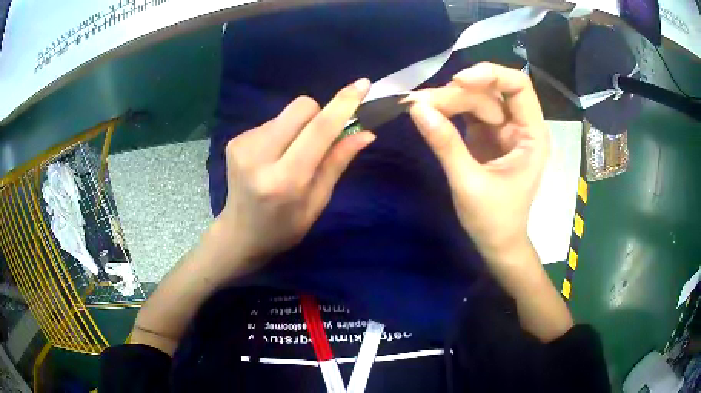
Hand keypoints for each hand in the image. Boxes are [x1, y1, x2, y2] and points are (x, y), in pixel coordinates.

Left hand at [217, 79, 374, 263]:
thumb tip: (365, 133)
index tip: (362, 85)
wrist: (240, 234)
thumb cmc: (285, 227)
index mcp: (285, 180)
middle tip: (319, 141)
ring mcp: (242, 145)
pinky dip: (282, 134)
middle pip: (301, 107)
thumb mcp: (317, 202)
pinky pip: (272, 122)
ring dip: (299, 128)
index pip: (319, 130)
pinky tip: (274, 157)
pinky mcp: (235, 139)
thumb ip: (337, 162)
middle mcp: (259, 156)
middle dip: (319, 116)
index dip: (343, 104)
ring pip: (287, 114)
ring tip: (291, 156)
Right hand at [408, 63, 549, 259]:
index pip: (518, 86)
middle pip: (489, 93)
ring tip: (417, 106)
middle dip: (456, 94)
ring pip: (475, 101)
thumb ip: (446, 144)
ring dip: (447, 101)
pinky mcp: (486, 137)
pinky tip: (428, 113)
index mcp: (532, 135)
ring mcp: (502, 130)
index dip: (490, 74)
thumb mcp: (469, 183)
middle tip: (419, 102)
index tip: (458, 81)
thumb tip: (416, 108)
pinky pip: (467, 114)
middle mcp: (520, 126)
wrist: (497, 244)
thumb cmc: (494, 220)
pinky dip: (447, 112)